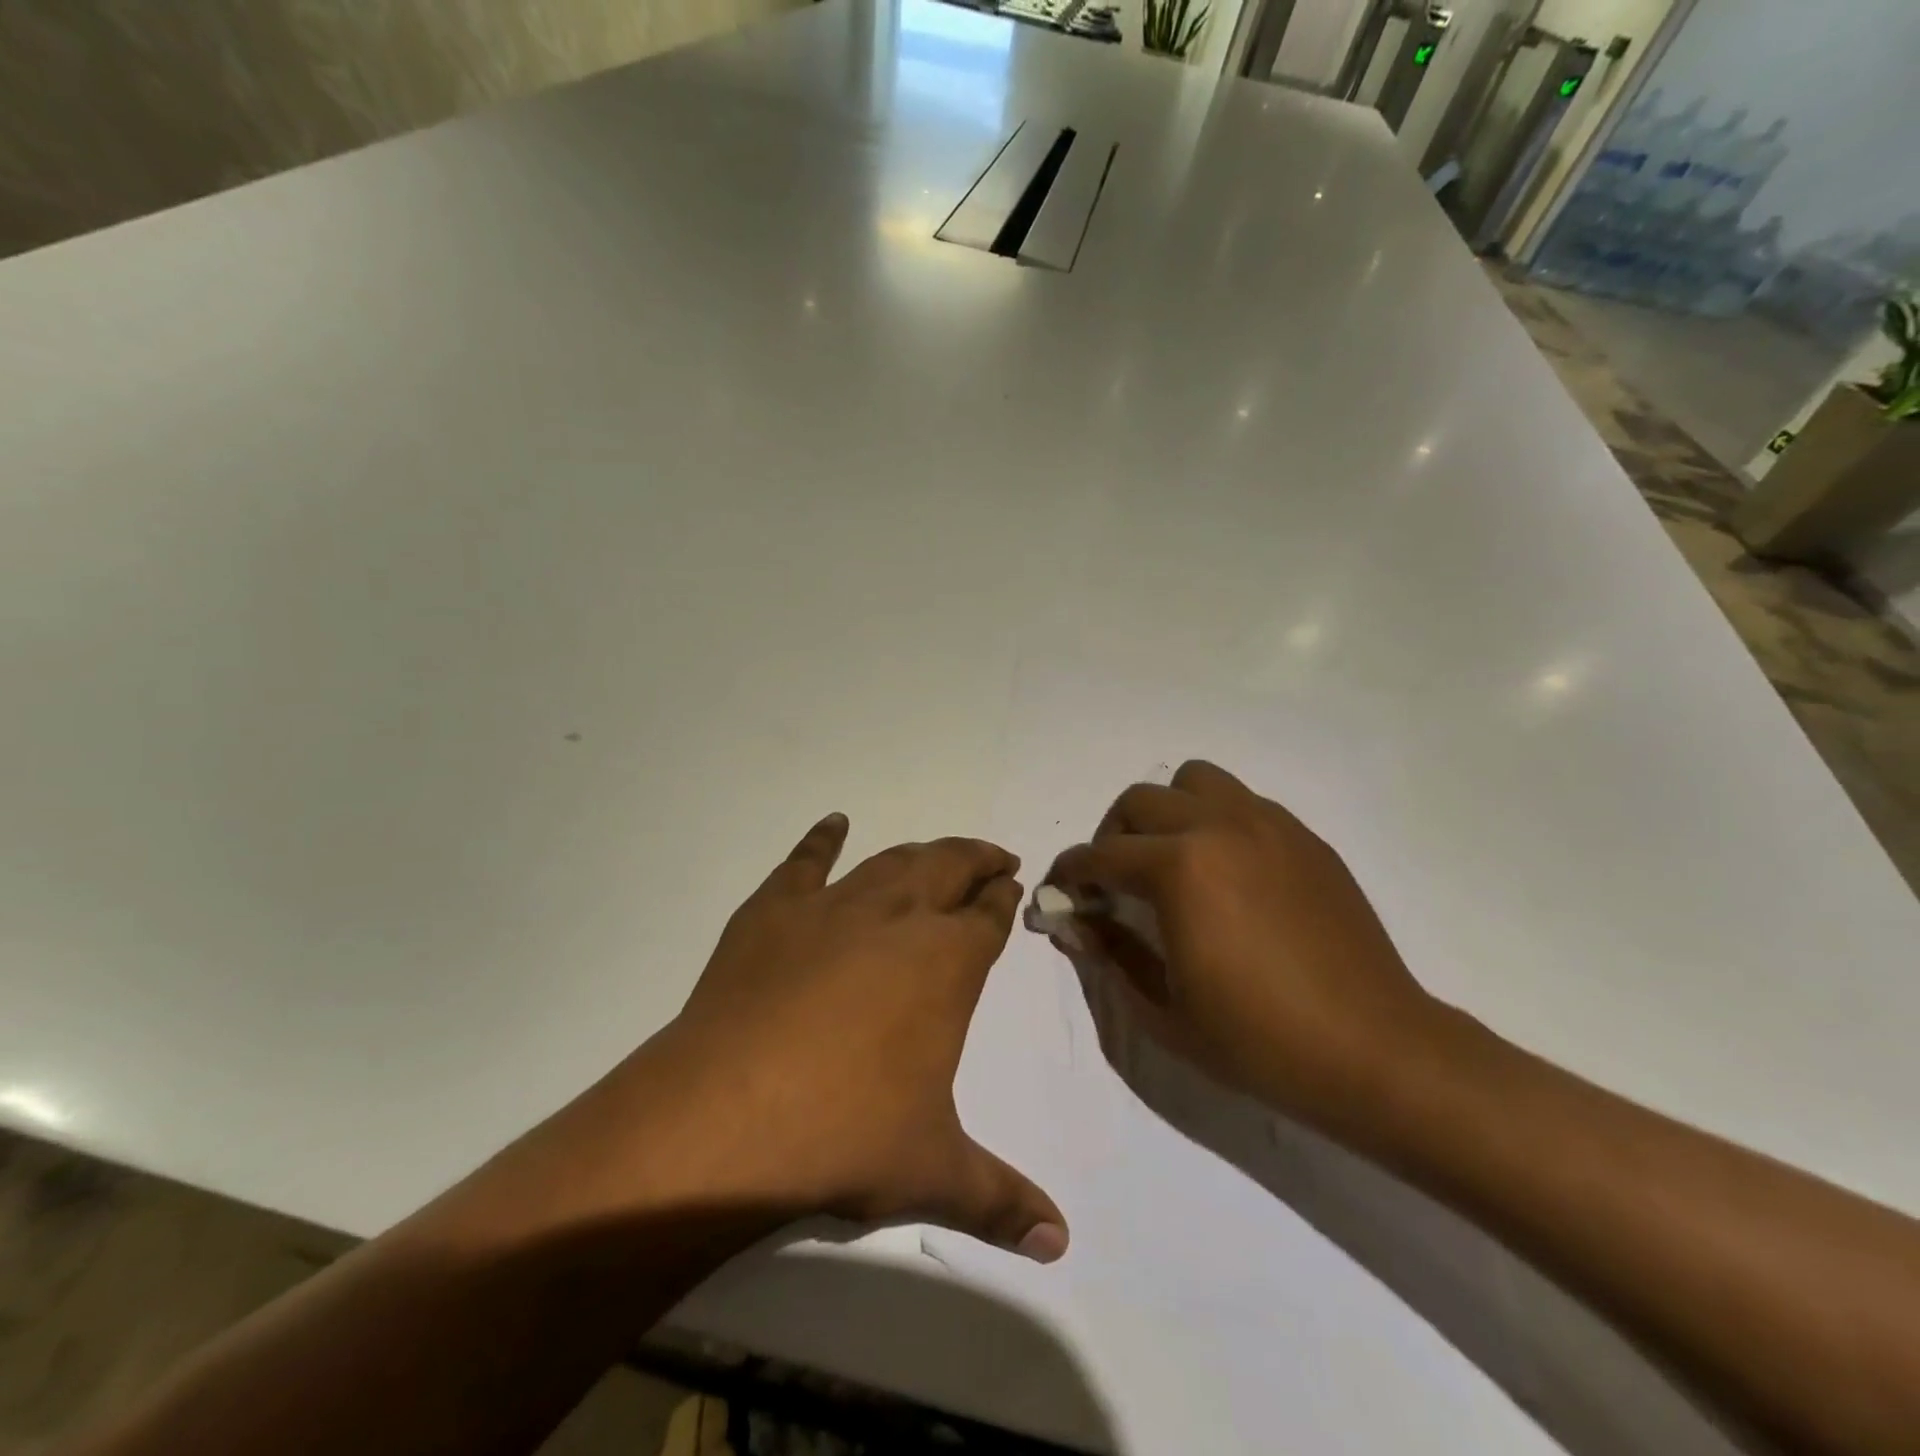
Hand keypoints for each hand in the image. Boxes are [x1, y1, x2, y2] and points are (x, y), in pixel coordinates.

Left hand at [642, 814, 1068, 1261]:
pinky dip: (821, 839)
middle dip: (976, 859)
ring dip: (921, 852)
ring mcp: (831, 907)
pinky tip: (833, 823)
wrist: (724, 1118)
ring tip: (936, 853)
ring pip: (890, 860)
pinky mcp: (773, 911)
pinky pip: (804, 862)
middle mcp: (896, 917)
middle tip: (992, 857)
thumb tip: (1060, 1244)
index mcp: (945, 962)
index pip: (987, 915)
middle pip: (948, 867)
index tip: (1012, 885)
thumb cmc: (843, 1136)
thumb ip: (1001, 1201)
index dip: (1003, 897)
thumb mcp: (931, 1173)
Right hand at [1044, 761, 1440, 1123]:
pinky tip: (1226, 872)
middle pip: (1139, 802)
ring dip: (1167, 812)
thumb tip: (1074, 923)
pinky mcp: (1303, 837)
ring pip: (1194, 781)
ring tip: (1172, 859)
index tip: (1061, 892)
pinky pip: (1241, 802)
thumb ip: (1110, 955)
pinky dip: (1215, 821)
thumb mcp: (1163, 1012)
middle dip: (1112, 838)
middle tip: (1115, 882)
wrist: (1374, 1051)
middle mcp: (1219, 826)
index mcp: (1180, 868)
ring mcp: (1268, 825)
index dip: (1070, 873)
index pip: (1100, 855)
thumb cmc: (1258, 1041)